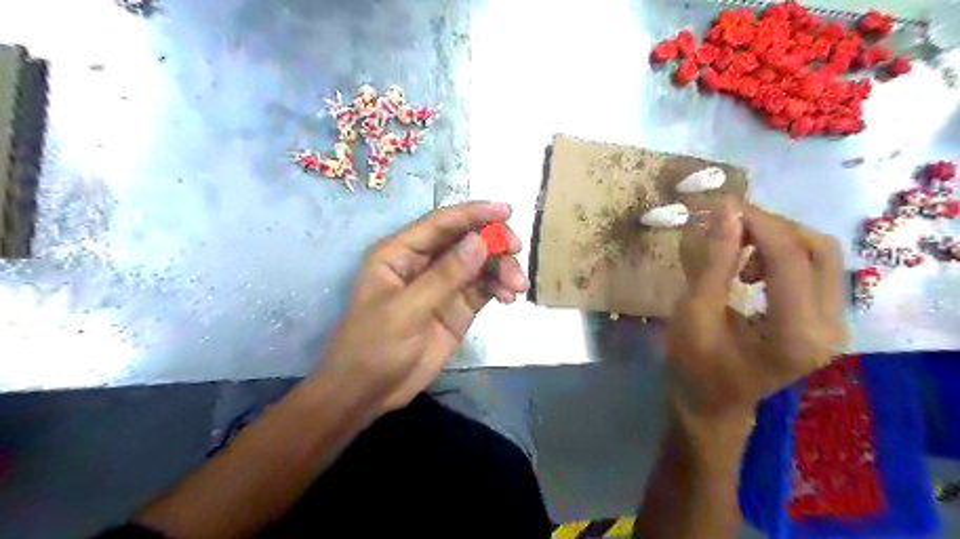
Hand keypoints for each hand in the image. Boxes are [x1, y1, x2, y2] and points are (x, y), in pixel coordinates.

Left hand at [313, 200, 523, 412]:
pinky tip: (509, 298)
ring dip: (501, 268)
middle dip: (493, 242)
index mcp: (400, 253)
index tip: (506, 211)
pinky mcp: (456, 308)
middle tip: (516, 251)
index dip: (473, 213)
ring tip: (516, 287)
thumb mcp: (407, 310)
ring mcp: (442, 285)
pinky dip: (499, 288)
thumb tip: (480, 241)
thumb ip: (445, 276)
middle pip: (465, 240)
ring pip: (479, 264)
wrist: (368, 393)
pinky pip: (483, 288)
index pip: (441, 223)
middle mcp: (423, 262)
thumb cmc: (373, 347)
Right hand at [669, 198, 846, 420]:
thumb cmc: (693, 364)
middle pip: (818, 249)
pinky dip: (783, 254)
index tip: (724, 205)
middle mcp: (829, 330)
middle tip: (729, 224)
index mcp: (794, 336)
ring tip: (737, 249)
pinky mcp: (827, 321)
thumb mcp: (694, 312)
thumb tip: (726, 211)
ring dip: (778, 238)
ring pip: (821, 255)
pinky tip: (752, 269)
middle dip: (772, 226)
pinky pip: (815, 269)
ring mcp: (835, 326)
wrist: (711, 403)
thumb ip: (715, 262)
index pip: (791, 259)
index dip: (758, 224)